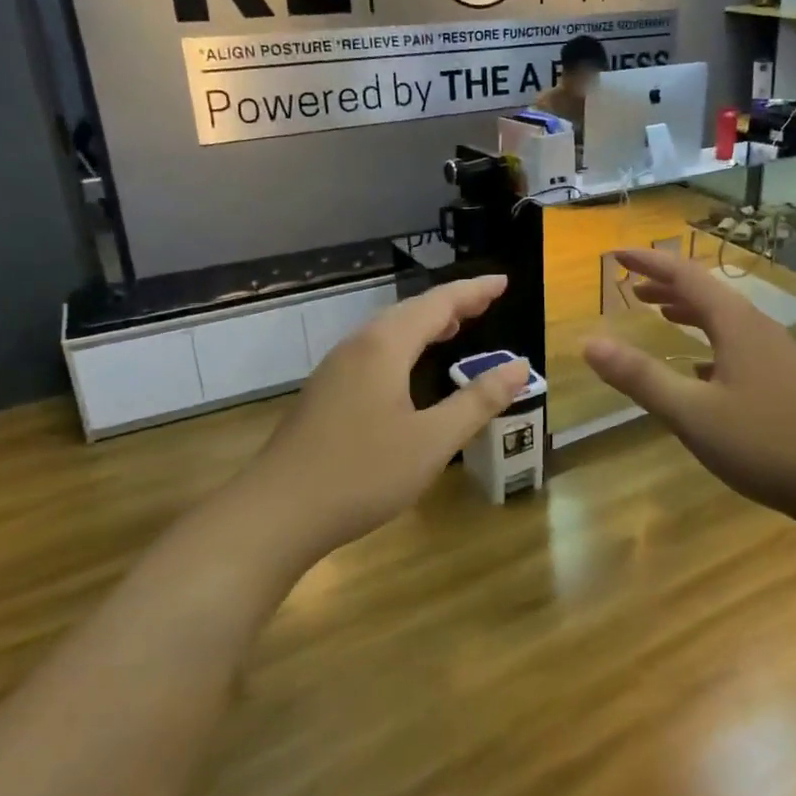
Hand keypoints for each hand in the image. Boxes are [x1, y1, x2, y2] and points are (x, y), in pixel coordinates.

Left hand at [241, 276, 527, 567]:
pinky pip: (374, 351)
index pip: (438, 304)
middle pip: (410, 311)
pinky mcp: (325, 393)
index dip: (473, 291)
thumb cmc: (363, 473)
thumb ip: (478, 401)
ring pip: (388, 331)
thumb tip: (519, 367)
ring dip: (425, 323)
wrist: (277, 513)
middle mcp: (358, 347)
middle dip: (451, 304)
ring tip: (454, 327)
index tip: (503, 282)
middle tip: (485, 302)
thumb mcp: (433, 440)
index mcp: (385, 347)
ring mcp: (335, 370)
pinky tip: (409, 368)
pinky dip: (404, 345)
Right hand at [582, 249, 795, 522]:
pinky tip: (700, 367)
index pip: (685, 277)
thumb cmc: (764, 442)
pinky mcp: (785, 378)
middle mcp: (758, 328)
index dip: (649, 263)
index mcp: (736, 324)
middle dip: (667, 286)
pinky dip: (709, 341)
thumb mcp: (692, 413)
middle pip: (707, 293)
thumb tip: (590, 343)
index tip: (616, 256)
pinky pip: (738, 343)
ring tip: (660, 314)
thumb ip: (640, 377)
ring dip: (689, 311)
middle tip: (631, 288)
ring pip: (725, 319)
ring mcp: (777, 353)